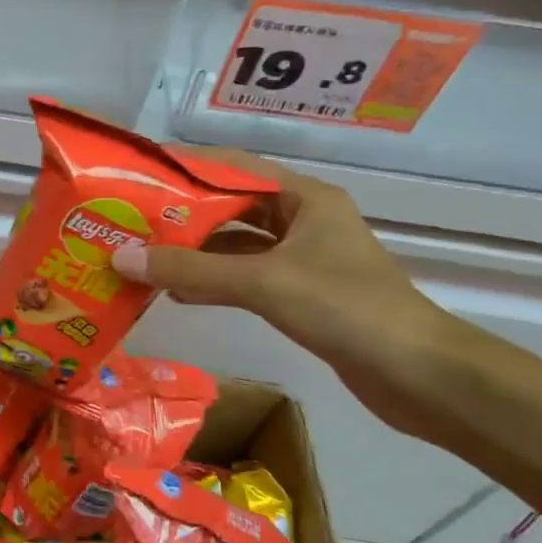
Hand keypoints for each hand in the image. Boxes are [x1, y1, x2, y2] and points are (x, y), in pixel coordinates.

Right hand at [110, 148, 465, 437]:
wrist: (419, 375)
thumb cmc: (345, 308)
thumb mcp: (262, 282)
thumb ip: (192, 271)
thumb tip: (122, 258)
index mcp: (304, 198)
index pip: (234, 167)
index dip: (186, 169)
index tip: (140, 176)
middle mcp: (303, 220)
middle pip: (232, 207)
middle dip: (183, 215)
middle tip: (131, 222)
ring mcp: (303, 259)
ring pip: (237, 246)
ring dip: (195, 253)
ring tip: (144, 257)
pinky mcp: (302, 294)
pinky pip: (246, 277)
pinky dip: (214, 282)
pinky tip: (178, 293)